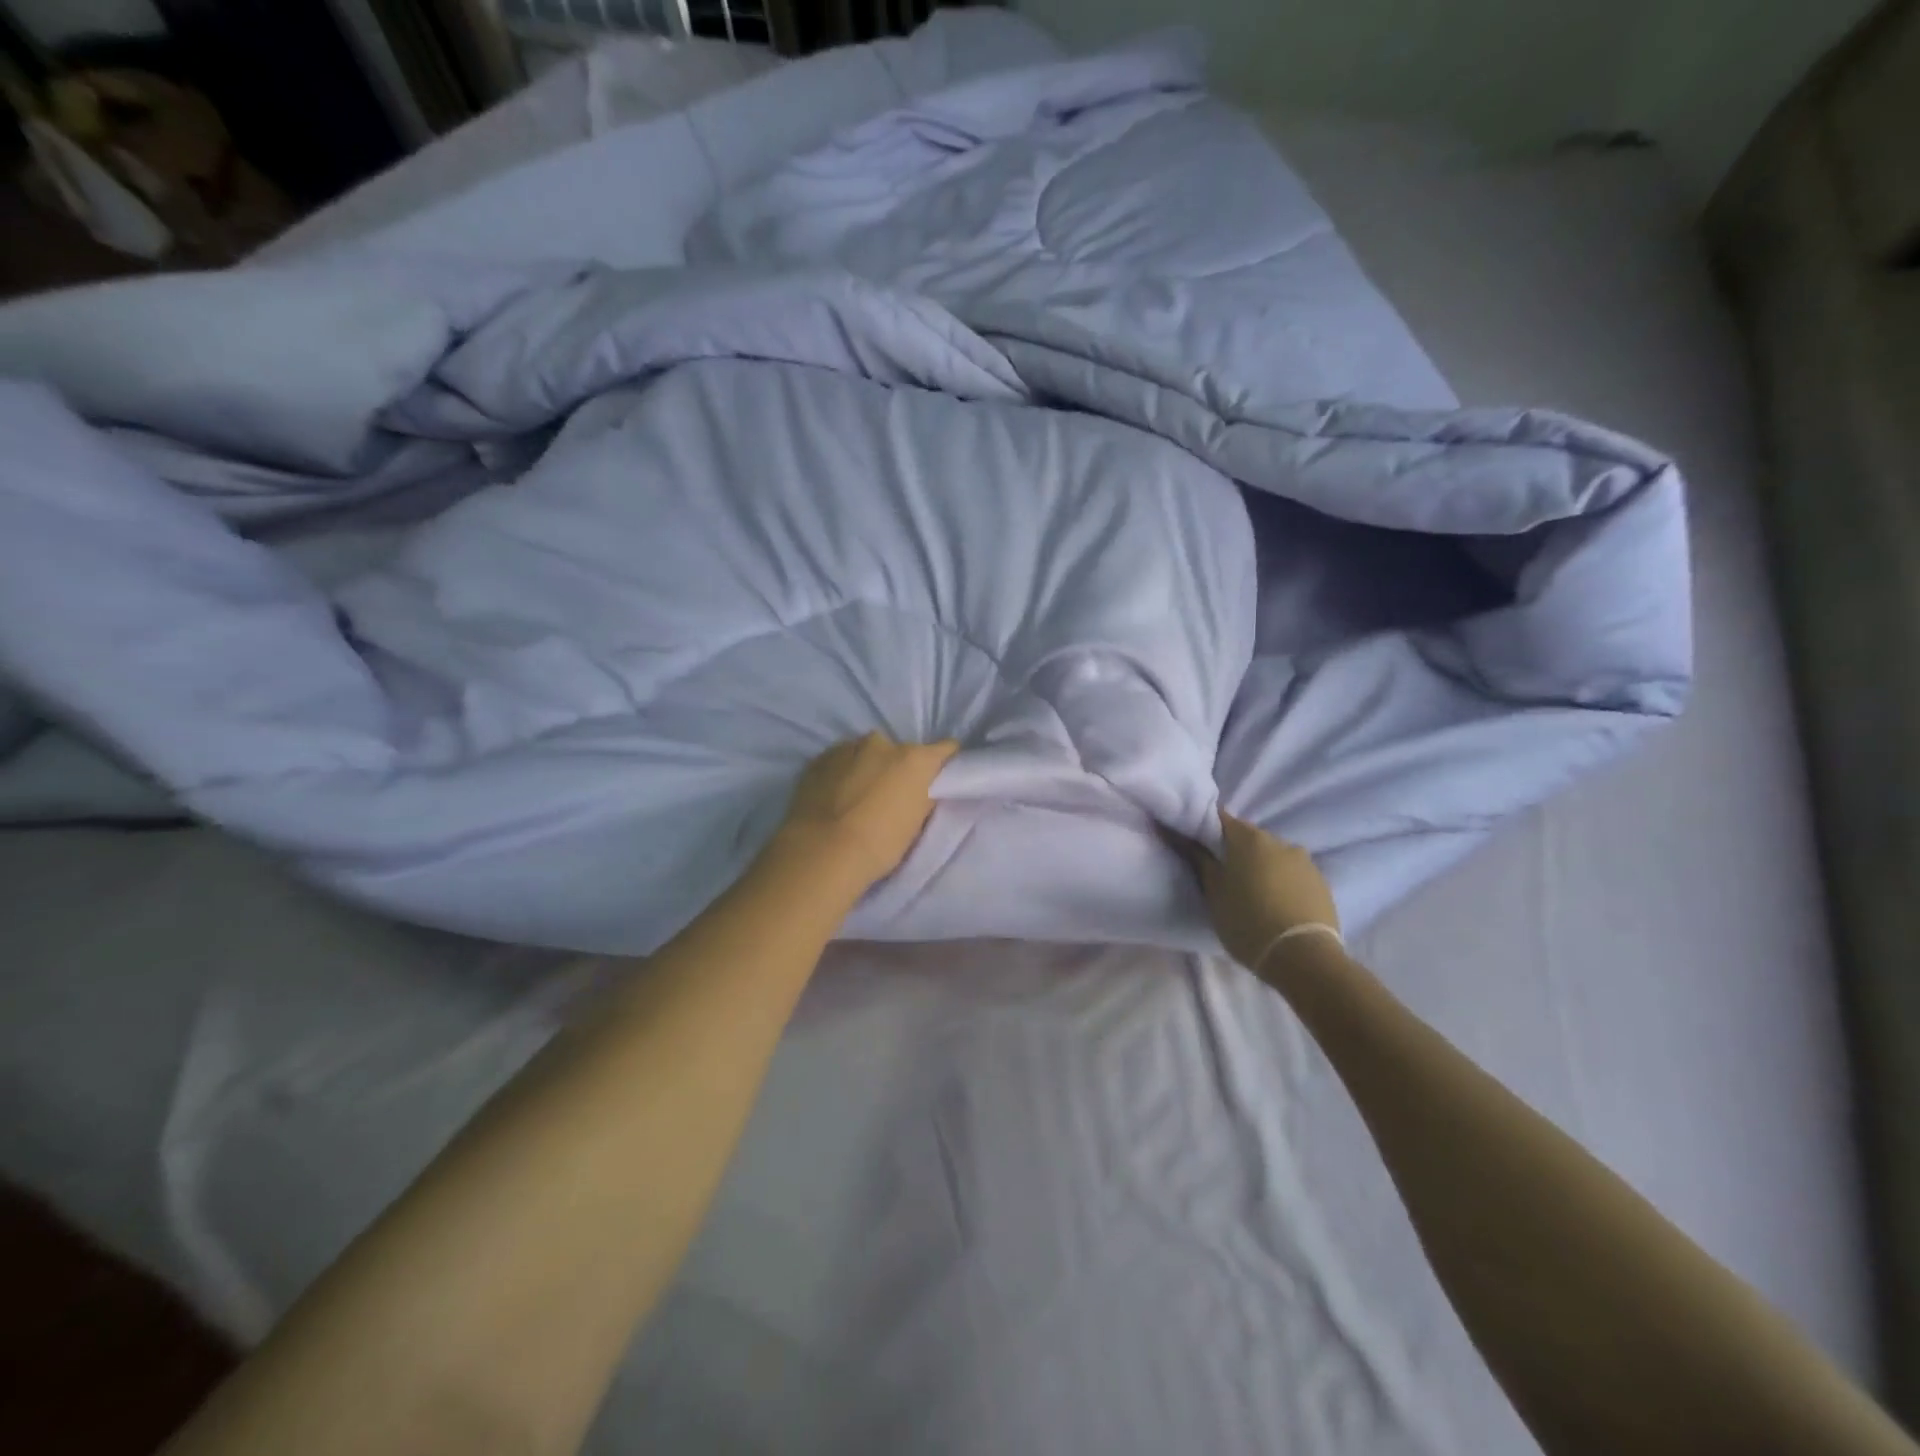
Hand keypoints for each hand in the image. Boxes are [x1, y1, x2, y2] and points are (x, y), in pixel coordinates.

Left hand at [770, 733, 959, 892]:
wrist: (823, 852)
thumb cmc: (880, 844)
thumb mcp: (916, 822)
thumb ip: (922, 796)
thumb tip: (922, 788)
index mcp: (914, 759)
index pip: (945, 749)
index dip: (944, 763)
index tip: (938, 777)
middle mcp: (882, 743)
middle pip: (900, 751)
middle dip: (897, 768)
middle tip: (889, 795)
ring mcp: (847, 747)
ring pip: (865, 753)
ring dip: (867, 768)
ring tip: (857, 797)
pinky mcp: (818, 759)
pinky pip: (839, 761)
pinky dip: (841, 774)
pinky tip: (834, 797)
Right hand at [1185, 809, 1340, 971]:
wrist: (1304, 957)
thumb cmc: (1247, 922)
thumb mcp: (1214, 893)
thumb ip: (1200, 860)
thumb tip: (1184, 837)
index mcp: (1249, 838)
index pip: (1220, 819)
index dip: (1206, 829)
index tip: (1197, 844)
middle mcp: (1279, 841)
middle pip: (1249, 838)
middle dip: (1236, 851)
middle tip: (1224, 876)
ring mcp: (1305, 861)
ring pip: (1274, 856)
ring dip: (1262, 867)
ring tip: (1254, 894)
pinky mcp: (1322, 883)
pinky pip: (1293, 874)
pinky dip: (1282, 882)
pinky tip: (1277, 904)